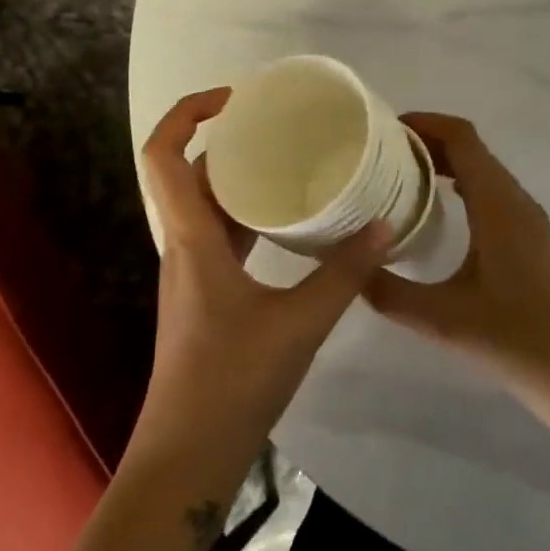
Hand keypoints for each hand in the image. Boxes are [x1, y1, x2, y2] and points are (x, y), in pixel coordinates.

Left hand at [131, 88, 391, 493]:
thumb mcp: (300, 323)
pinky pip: (222, 234)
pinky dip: (249, 214)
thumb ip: (345, 273)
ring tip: (289, 159)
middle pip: (187, 172)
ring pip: (207, 204)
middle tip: (276, 123)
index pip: (163, 154)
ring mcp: (192, 270)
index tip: (234, 97)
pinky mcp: (207, 293)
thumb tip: (387, 225)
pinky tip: (288, 220)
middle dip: (224, 138)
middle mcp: (184, 244)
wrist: (189, 453)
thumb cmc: (233, 382)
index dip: (187, 112)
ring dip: (238, 177)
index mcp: (191, 238)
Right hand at [364, 113, 549, 396]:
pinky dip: (463, 183)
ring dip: (446, 162)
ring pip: (485, 169)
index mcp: (498, 205)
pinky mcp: (532, 237)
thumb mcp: (438, 317)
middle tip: (382, 154)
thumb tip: (345, 266)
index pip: (462, 138)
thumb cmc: (511, 338)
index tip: (385, 129)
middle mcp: (517, 200)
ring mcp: (529, 218)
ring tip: (401, 176)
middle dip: (428, 141)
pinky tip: (437, 210)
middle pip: (472, 148)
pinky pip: (493, 191)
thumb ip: (386, 291)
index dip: (425, 123)